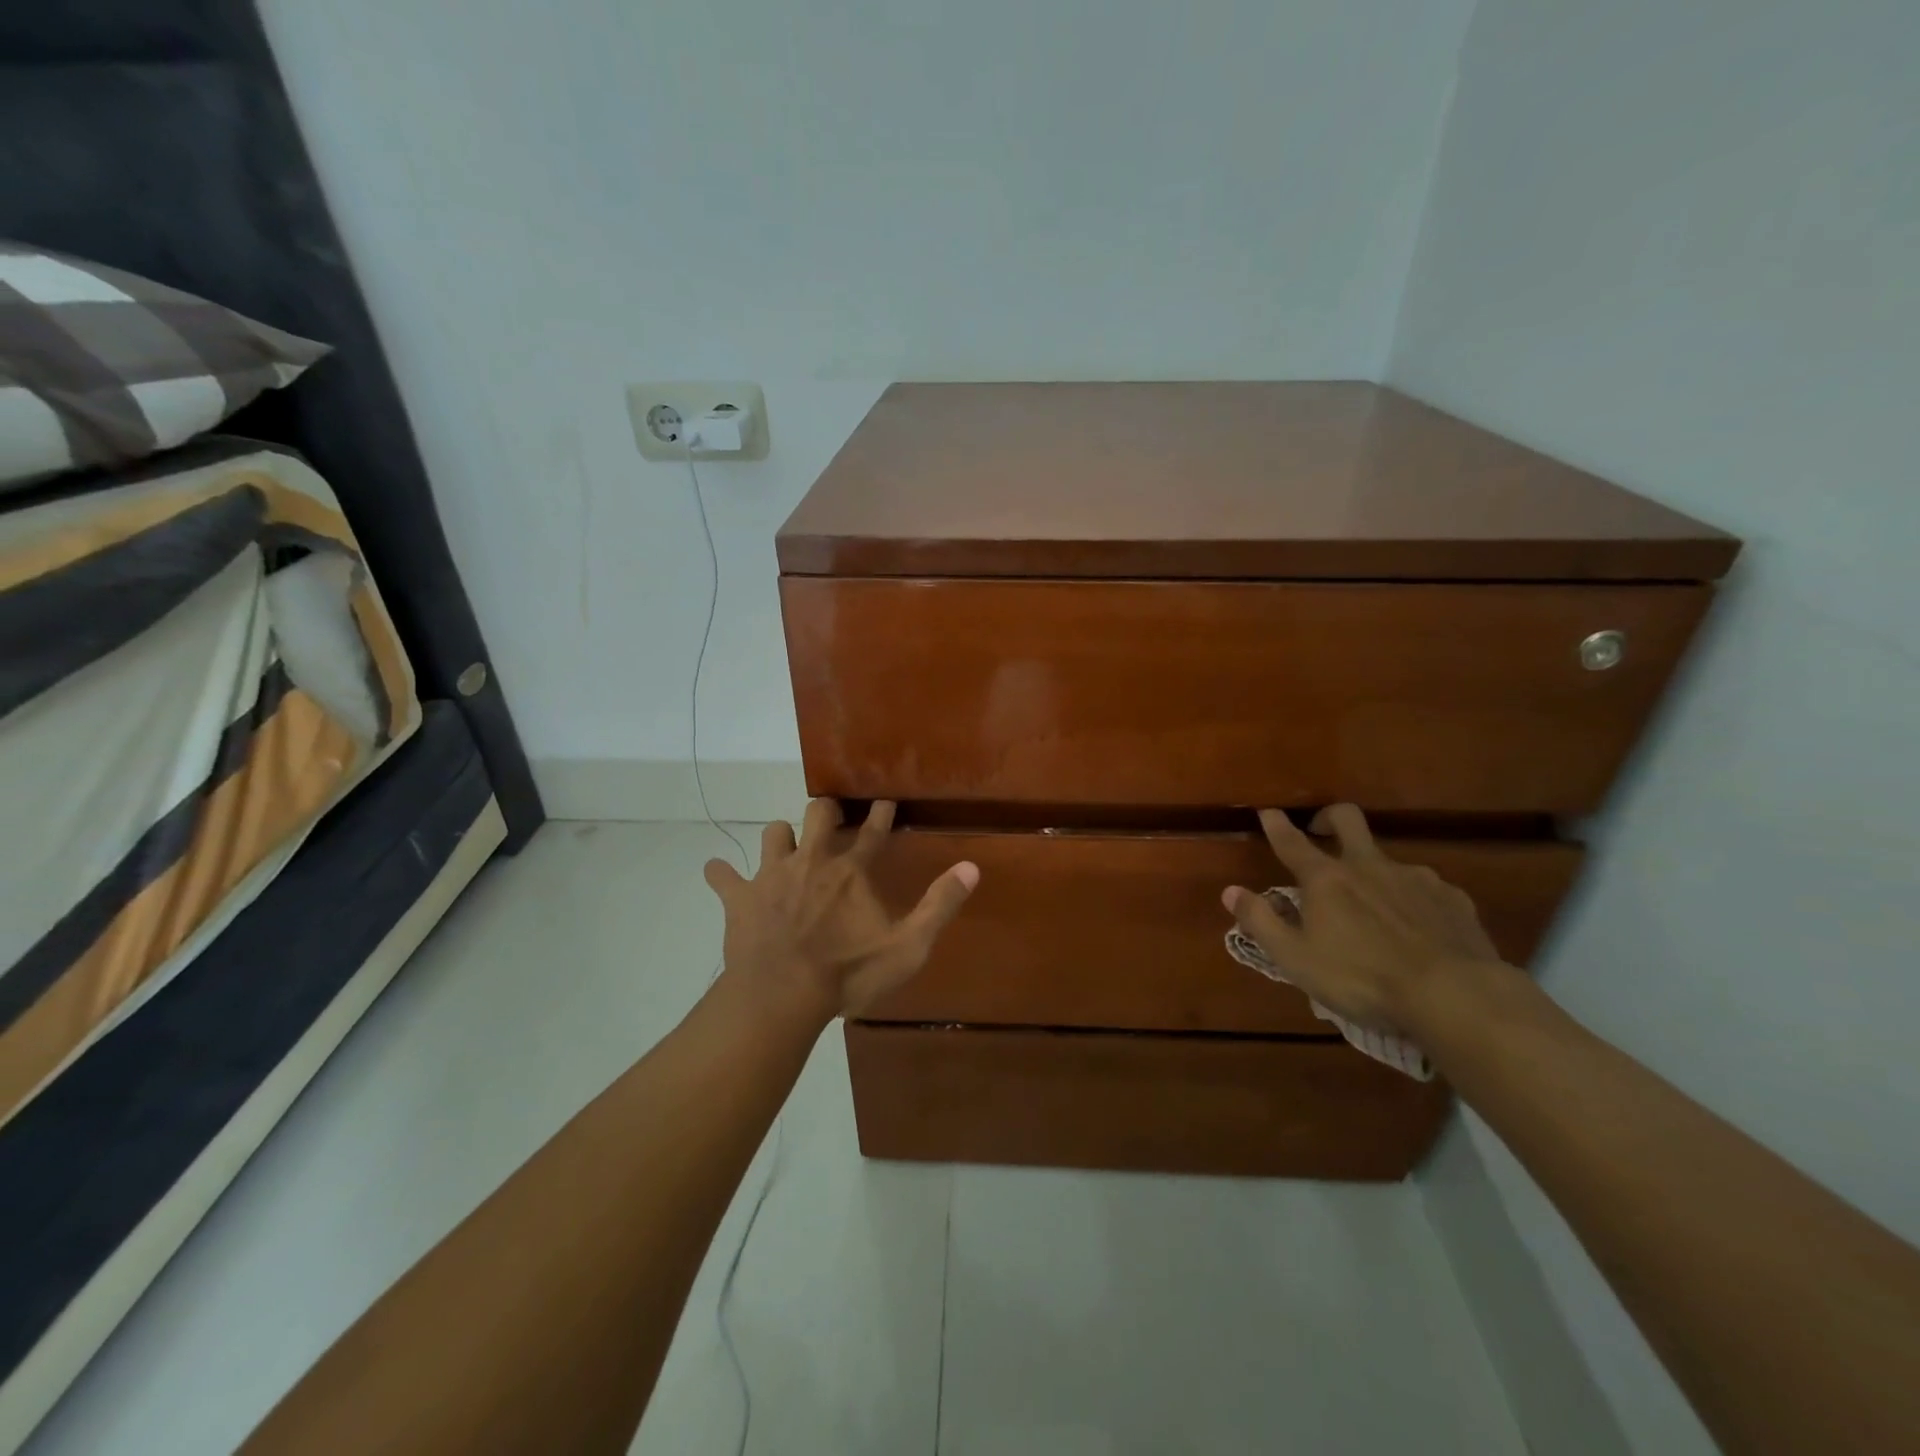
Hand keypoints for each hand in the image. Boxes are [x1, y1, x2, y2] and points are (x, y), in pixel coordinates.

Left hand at [704, 799, 978, 1022]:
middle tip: (830, 817)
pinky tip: (720, 875)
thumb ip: (939, 905)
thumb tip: (972, 867)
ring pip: (773, 832)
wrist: (781, 996)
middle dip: (826, 811)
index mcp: (851, 871)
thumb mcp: (907, 947)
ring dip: (780, 837)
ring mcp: (772, 875)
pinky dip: (721, 874)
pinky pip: (722, 875)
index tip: (885, 800)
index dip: (882, 814)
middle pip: (818, 814)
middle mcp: (812, 861)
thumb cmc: (848, 974)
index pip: (874, 831)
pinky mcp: (740, 897)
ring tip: (784, 847)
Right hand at [1223, 805, 1504, 1031]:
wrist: (1454, 995)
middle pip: (1347, 820)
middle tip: (1321, 829)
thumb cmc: (1362, 978)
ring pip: (1389, 859)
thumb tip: (1230, 891)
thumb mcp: (1296, 958)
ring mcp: (1415, 878)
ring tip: (1375, 904)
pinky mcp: (1453, 899)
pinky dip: (1413, 899)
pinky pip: (1426, 889)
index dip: (1276, 825)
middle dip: (1329, 818)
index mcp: (1326, 879)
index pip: (1292, 842)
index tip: (1267, 812)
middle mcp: (1369, 866)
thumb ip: (1261, 921)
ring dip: (1375, 871)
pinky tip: (1418, 927)